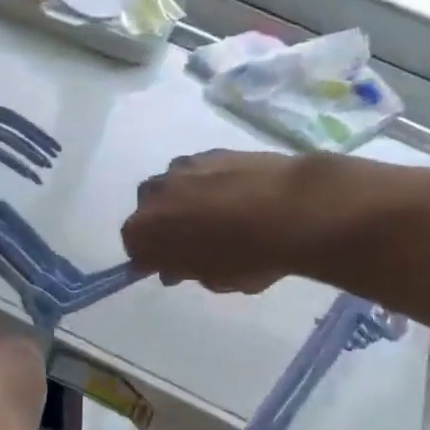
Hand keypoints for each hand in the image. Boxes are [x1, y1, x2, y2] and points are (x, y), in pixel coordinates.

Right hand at [122, 150, 318, 293]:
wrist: (295, 207)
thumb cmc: (248, 255)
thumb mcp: (214, 279)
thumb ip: (186, 271)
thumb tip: (174, 267)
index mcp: (146, 227)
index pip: (135, 246)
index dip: (152, 259)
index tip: (173, 269)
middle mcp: (155, 192)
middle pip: (150, 211)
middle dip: (166, 226)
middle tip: (194, 244)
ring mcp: (184, 166)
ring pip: (174, 188)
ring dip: (186, 202)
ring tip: (218, 217)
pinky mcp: (212, 151)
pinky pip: (200, 173)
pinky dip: (209, 185)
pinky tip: (236, 197)